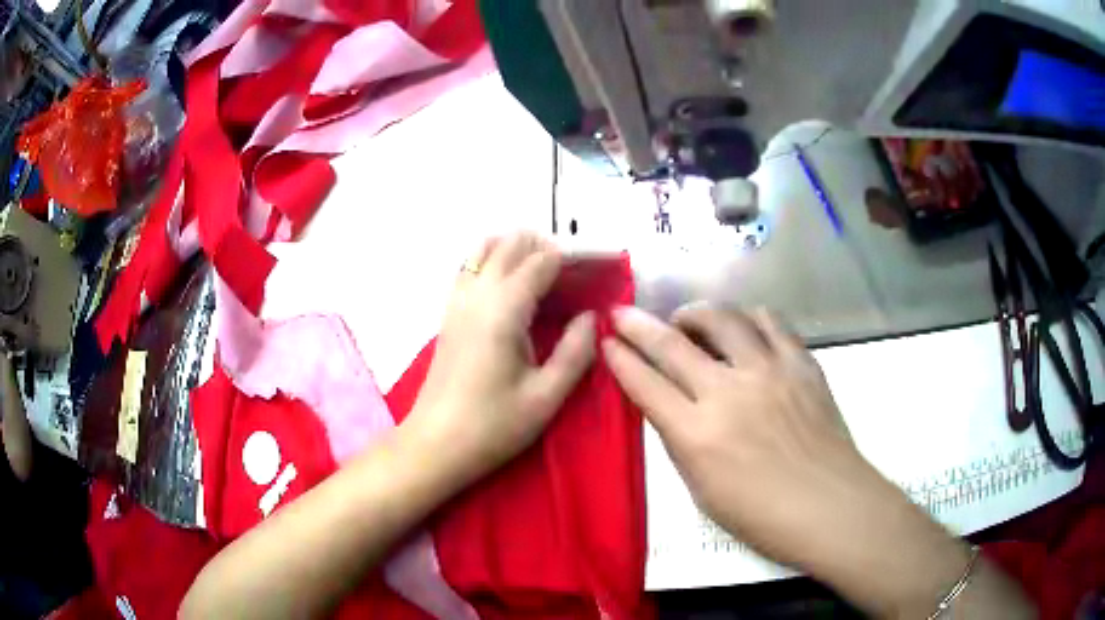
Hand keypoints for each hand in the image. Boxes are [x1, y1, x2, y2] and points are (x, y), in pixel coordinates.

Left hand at [403, 232, 595, 493]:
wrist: (435, 444)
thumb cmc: (493, 426)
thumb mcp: (546, 396)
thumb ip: (575, 351)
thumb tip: (591, 316)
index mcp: (503, 309)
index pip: (541, 260)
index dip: (573, 256)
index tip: (598, 267)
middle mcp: (476, 294)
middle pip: (510, 243)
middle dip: (545, 246)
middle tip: (573, 275)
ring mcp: (457, 301)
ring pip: (484, 248)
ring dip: (516, 249)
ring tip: (544, 275)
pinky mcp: (448, 314)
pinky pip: (469, 267)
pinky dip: (493, 261)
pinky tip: (511, 288)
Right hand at [602, 305, 979, 616]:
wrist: (830, 506)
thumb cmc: (762, 516)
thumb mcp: (703, 491)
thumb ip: (683, 443)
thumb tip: (672, 407)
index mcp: (697, 435)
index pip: (645, 385)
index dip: (620, 361)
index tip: (607, 342)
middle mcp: (728, 392)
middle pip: (673, 343)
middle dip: (638, 324)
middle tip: (623, 312)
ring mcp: (768, 371)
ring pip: (723, 318)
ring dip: (696, 314)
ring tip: (689, 321)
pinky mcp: (800, 363)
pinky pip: (770, 322)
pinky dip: (749, 318)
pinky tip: (744, 328)